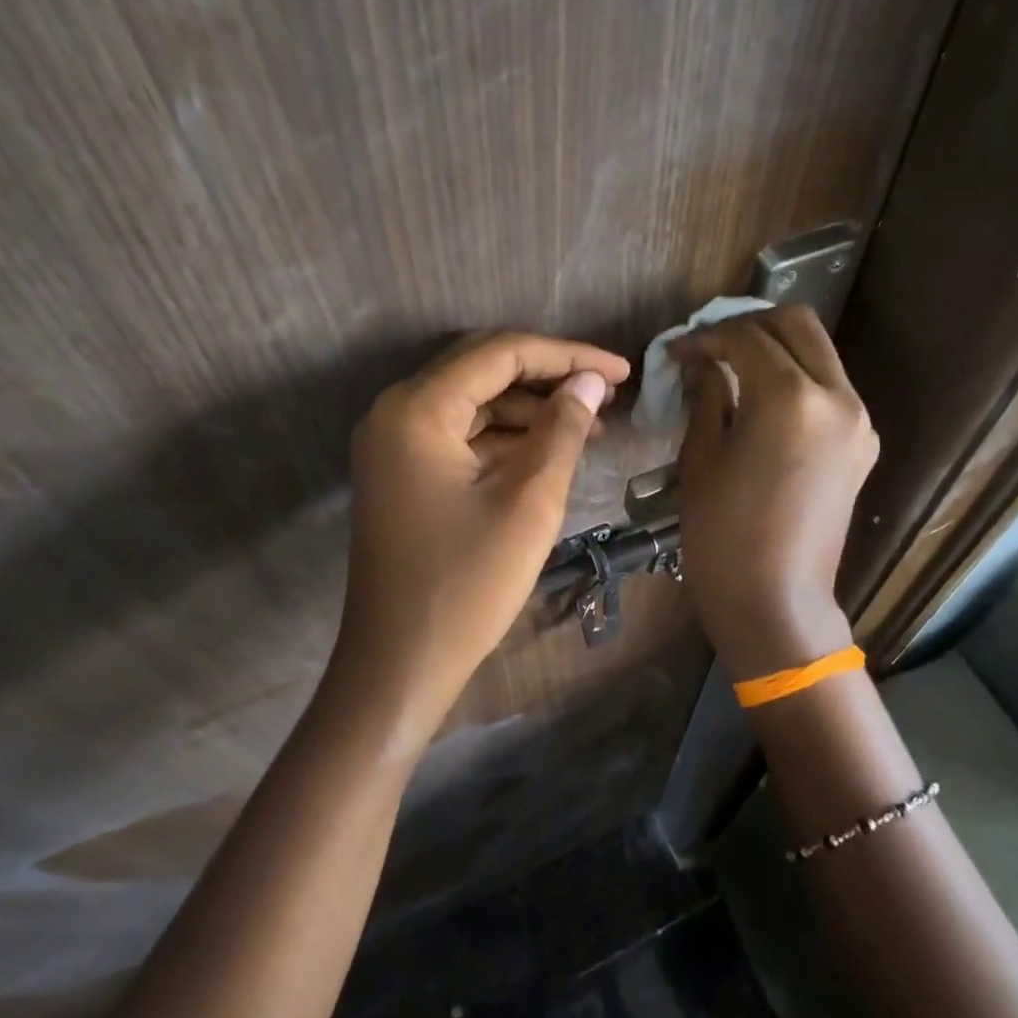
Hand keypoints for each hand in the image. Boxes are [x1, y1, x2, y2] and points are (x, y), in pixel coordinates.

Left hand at [336, 332, 630, 729]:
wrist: (399, 664)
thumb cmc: (467, 585)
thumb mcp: (528, 503)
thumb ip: (561, 431)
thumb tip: (591, 382)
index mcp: (418, 410)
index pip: (501, 354)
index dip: (568, 356)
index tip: (623, 372)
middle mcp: (396, 413)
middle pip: (482, 369)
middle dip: (549, 377)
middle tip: (608, 394)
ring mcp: (394, 445)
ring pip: (473, 404)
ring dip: (529, 410)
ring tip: (590, 426)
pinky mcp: (403, 474)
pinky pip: (460, 437)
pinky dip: (505, 439)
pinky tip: (548, 452)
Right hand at [671, 305, 877, 678]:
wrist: (776, 602)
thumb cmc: (723, 537)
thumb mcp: (702, 460)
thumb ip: (706, 397)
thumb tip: (699, 362)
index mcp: (791, 400)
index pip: (746, 338)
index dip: (705, 338)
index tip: (676, 351)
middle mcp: (837, 397)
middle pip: (796, 325)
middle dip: (748, 324)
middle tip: (709, 347)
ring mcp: (858, 420)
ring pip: (818, 352)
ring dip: (775, 348)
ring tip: (732, 368)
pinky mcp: (863, 443)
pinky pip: (829, 387)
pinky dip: (796, 377)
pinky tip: (761, 400)